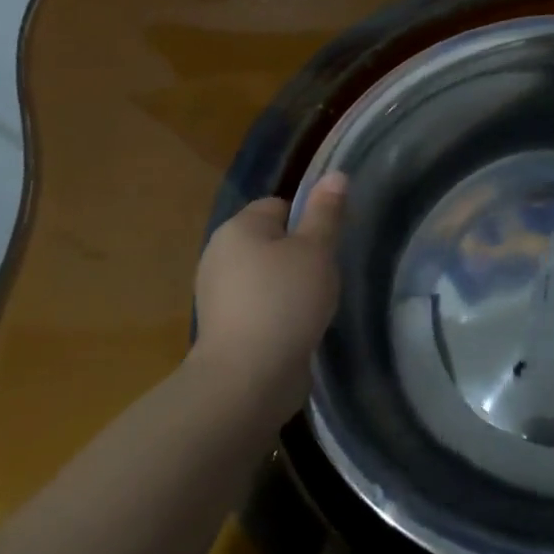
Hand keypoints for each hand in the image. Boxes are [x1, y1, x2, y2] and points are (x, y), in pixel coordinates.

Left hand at [191, 174, 347, 410]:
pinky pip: (258, 305)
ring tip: (315, 303)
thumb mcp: (316, 250)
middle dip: (300, 254)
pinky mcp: (223, 327)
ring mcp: (218, 294)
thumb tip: (336, 174)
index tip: (328, 245)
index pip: (279, 205)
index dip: (308, 220)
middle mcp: (220, 254)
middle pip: (271, 240)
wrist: (247, 378)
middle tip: (326, 274)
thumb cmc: (285, 300)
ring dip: (290, 285)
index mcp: (238, 228)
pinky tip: (297, 326)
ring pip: (266, 274)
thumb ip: (327, 212)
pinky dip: (278, 311)